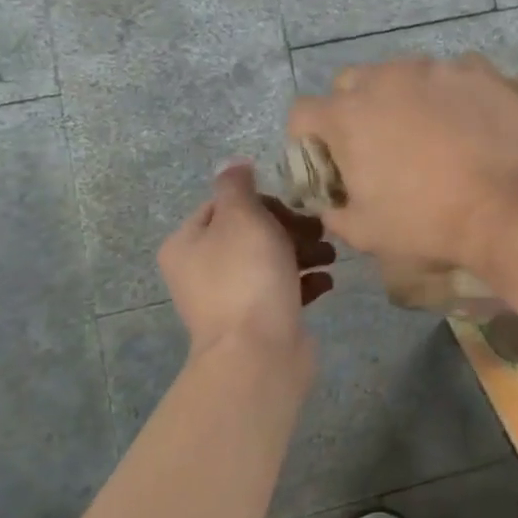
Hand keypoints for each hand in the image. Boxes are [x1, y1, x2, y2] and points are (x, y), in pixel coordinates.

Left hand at [158, 163, 335, 358]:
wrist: (258, 353)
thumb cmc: (247, 276)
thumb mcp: (241, 217)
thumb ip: (237, 186)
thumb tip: (234, 164)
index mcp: (187, 243)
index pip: (224, 205)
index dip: (263, 201)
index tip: (293, 207)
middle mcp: (202, 270)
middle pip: (251, 233)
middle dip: (290, 228)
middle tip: (318, 232)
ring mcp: (230, 299)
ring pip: (271, 261)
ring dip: (304, 253)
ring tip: (330, 256)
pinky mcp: (258, 321)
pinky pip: (283, 291)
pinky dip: (305, 282)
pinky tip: (326, 282)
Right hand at [287, 55, 517, 267]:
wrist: (506, 207)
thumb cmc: (427, 222)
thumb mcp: (365, 232)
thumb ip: (334, 211)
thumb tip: (331, 203)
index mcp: (346, 116)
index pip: (303, 113)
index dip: (309, 140)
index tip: (330, 162)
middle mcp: (384, 79)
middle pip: (351, 84)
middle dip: (355, 110)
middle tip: (379, 145)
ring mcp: (434, 70)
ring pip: (403, 73)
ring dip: (404, 96)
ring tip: (429, 131)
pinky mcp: (477, 71)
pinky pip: (453, 72)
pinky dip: (451, 91)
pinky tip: (466, 118)